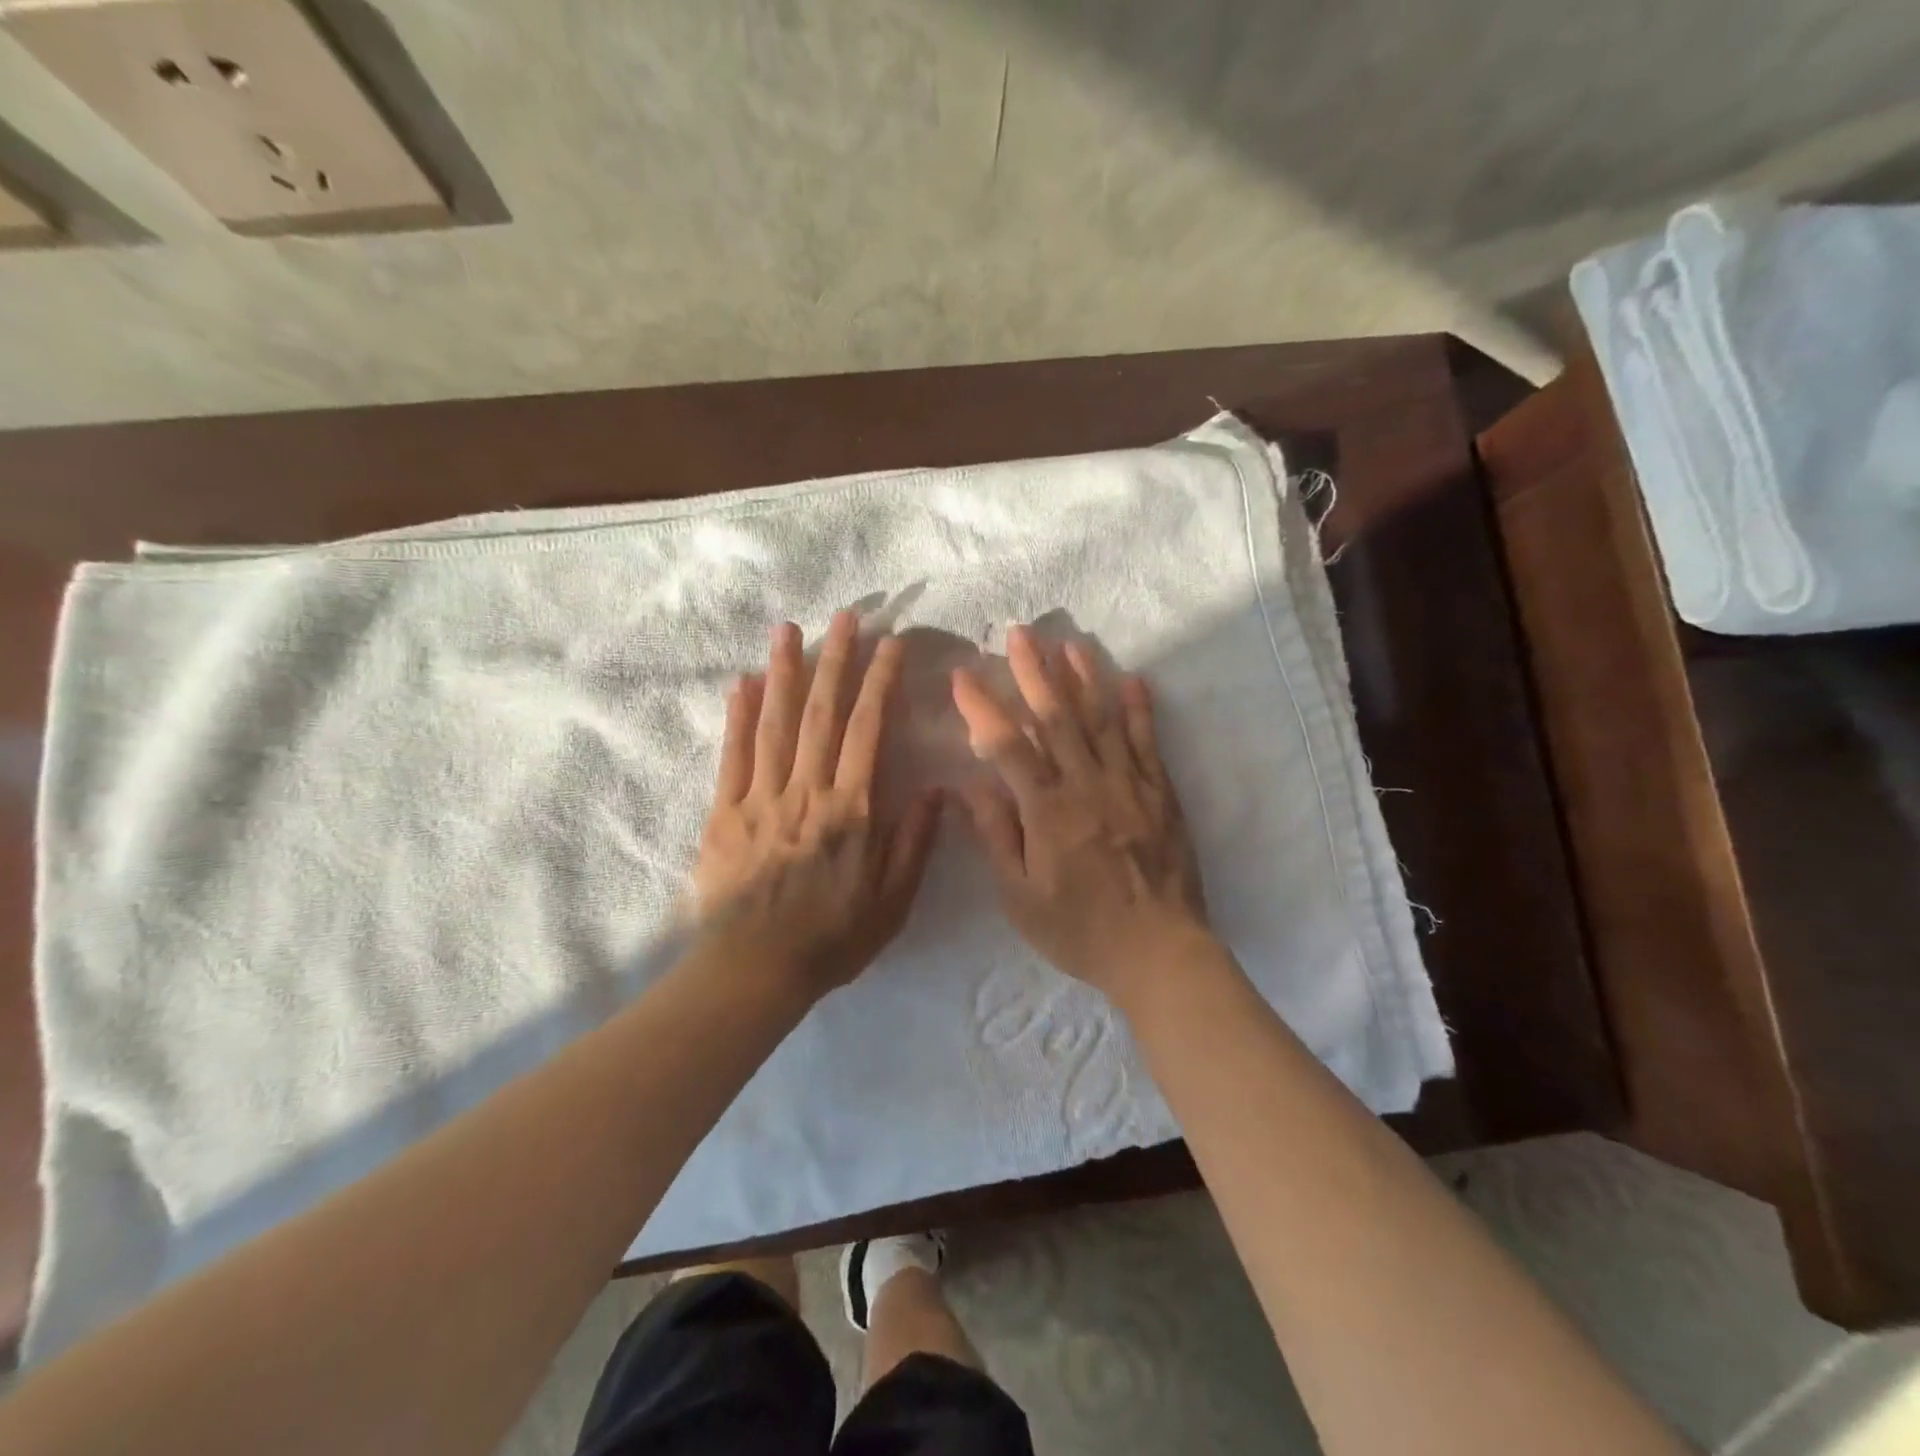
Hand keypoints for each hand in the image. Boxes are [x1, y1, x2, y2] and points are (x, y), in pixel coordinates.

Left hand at [694, 612, 942, 1002]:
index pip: (867, 730)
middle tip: (844, 615)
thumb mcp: (893, 902)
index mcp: (851, 810)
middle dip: (835, 659)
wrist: (754, 972)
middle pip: (821, 713)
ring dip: (783, 672)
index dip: (880, 682)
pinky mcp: (724, 813)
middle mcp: (806, 792)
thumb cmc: (832, 939)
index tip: (890, 645)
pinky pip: (732, 756)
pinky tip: (743, 682)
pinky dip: (738, 716)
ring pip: (774, 723)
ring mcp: (760, 798)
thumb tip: (936, 790)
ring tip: (788, 629)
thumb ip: (914, 843)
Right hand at [950, 624, 1210, 1001]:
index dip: (982, 707)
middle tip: (1018, 634)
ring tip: (1069, 643)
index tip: (962, 675)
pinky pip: (1147, 742)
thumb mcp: (1019, 897)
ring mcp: (1128, 785)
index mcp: (1047, 811)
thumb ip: (996, 835)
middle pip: (1056, 717)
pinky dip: (1139, 709)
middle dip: (1034, 672)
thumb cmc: (1079, 930)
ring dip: (1084, 677)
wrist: (1159, 952)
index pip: (1008, 745)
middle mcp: (1087, 786)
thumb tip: (970, 783)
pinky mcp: (1160, 793)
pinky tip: (1132, 680)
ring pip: (1102, 719)